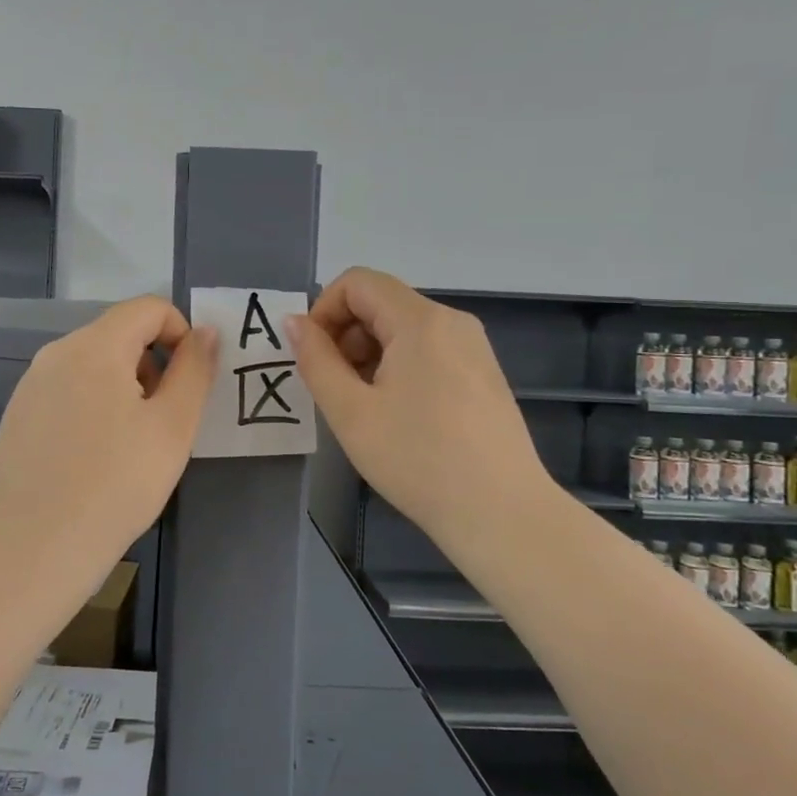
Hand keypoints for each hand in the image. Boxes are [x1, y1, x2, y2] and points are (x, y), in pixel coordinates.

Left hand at [0, 296, 217, 568]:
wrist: (41, 544)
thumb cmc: (119, 482)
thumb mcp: (174, 426)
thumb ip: (195, 369)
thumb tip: (205, 331)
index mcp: (95, 346)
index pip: (148, 308)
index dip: (180, 333)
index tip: (187, 381)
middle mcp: (56, 352)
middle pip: (118, 334)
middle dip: (151, 364)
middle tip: (161, 420)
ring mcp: (31, 383)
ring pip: (91, 363)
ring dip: (121, 385)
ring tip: (128, 442)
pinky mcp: (17, 414)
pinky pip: (65, 390)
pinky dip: (89, 405)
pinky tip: (91, 455)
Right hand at [289, 268, 557, 548]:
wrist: (501, 514)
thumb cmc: (417, 460)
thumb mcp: (350, 412)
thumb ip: (316, 360)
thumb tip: (295, 322)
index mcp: (420, 321)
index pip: (358, 282)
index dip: (323, 310)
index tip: (314, 356)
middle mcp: (451, 321)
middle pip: (381, 302)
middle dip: (345, 334)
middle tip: (335, 388)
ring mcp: (473, 346)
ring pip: (403, 328)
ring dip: (369, 353)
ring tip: (364, 407)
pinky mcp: (483, 372)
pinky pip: (428, 349)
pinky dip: (398, 366)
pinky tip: (397, 414)